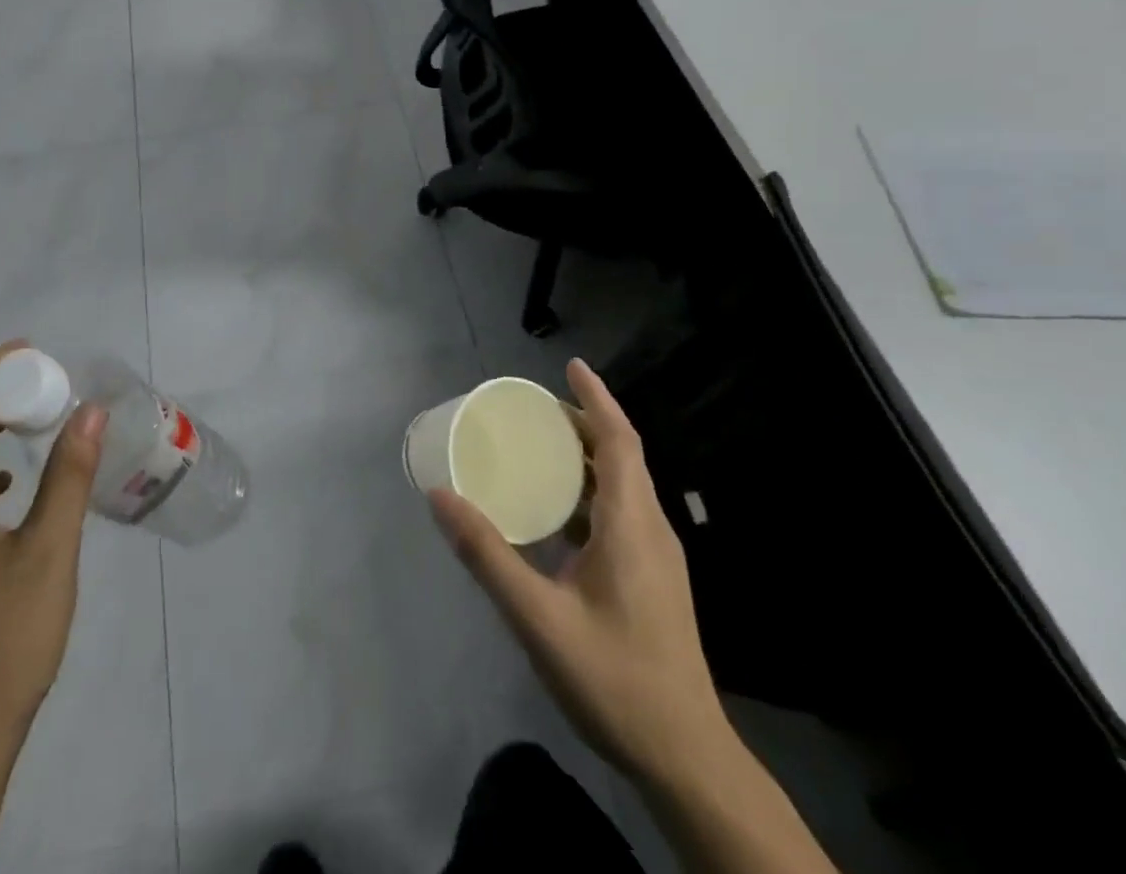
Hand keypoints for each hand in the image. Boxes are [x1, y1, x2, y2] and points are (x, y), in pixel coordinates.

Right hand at [429, 358, 730, 784]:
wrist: (685, 759)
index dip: (596, 398)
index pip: (619, 441)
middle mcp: (650, 530)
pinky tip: (555, 514)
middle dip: (583, 422)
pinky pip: (619, 514)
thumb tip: (440, 496)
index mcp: (632, 525)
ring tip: (539, 447)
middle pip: (620, 456)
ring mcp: (656, 557)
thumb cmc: (614, 679)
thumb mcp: (539, 617)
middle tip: (535, 407)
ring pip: (621, 486)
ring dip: (585, 458)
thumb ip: (487, 554)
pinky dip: (587, 493)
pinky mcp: (652, 580)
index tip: (571, 365)